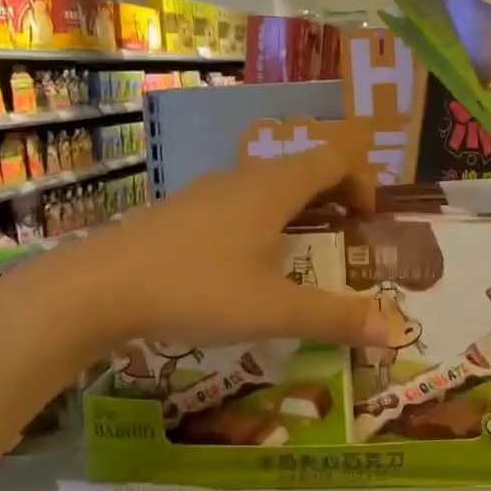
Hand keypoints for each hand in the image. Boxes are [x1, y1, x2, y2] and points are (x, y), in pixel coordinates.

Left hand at [79, 143, 383, 348]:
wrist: (98, 286)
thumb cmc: (197, 288)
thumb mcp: (272, 310)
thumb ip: (334, 318)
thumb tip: (393, 331)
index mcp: (274, 188)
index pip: (333, 159)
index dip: (361, 181)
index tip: (369, 220)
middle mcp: (244, 178)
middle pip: (302, 169)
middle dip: (332, 197)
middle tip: (343, 238)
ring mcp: (207, 191)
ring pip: (266, 186)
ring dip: (294, 209)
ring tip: (298, 253)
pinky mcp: (180, 210)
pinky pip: (236, 202)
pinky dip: (260, 220)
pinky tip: (241, 265)